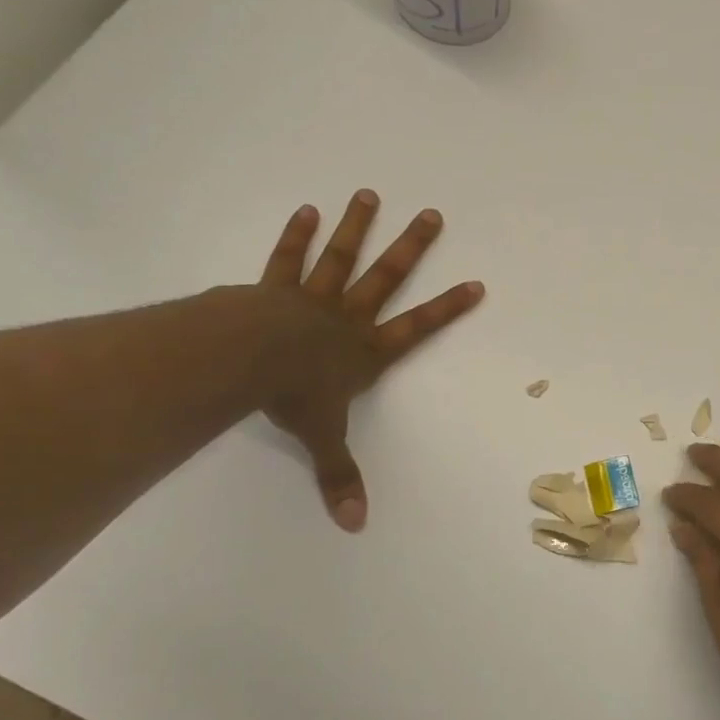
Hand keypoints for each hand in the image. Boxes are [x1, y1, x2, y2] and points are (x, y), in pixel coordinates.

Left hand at [258, 191, 483, 530]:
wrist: (244, 360)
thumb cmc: (293, 396)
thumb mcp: (322, 439)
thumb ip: (339, 477)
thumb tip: (355, 525)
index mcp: (367, 351)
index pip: (419, 328)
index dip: (448, 309)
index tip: (475, 284)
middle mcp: (348, 317)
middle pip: (387, 277)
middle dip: (412, 248)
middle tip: (432, 215)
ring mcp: (312, 298)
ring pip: (342, 258)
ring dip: (358, 227)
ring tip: (369, 195)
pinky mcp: (274, 289)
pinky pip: (289, 259)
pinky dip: (298, 235)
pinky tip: (307, 211)